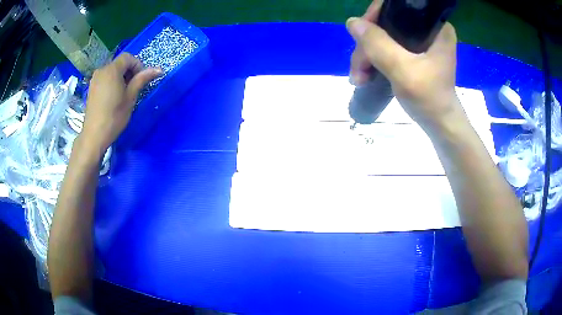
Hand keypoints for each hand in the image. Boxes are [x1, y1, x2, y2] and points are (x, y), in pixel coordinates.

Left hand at [81, 53, 161, 153]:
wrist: (94, 136)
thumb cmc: (114, 116)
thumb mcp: (130, 97)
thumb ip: (142, 79)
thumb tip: (159, 69)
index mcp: (111, 70)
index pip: (128, 57)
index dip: (137, 65)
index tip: (141, 80)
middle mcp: (101, 70)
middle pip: (119, 63)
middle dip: (129, 71)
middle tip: (134, 88)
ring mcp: (94, 79)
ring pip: (112, 71)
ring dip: (121, 77)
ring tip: (124, 94)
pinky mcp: (91, 88)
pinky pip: (105, 78)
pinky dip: (112, 82)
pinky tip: (113, 97)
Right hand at [347, 0, 460, 129]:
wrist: (439, 124)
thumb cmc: (429, 99)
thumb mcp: (403, 70)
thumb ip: (378, 45)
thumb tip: (352, 22)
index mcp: (435, 27)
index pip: (397, 6)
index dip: (374, 17)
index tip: (361, 38)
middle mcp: (427, 29)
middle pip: (387, 23)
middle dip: (367, 44)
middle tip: (358, 69)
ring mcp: (420, 42)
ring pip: (383, 36)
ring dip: (366, 55)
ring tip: (359, 78)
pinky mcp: (413, 53)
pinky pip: (386, 47)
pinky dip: (373, 59)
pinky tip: (365, 75)